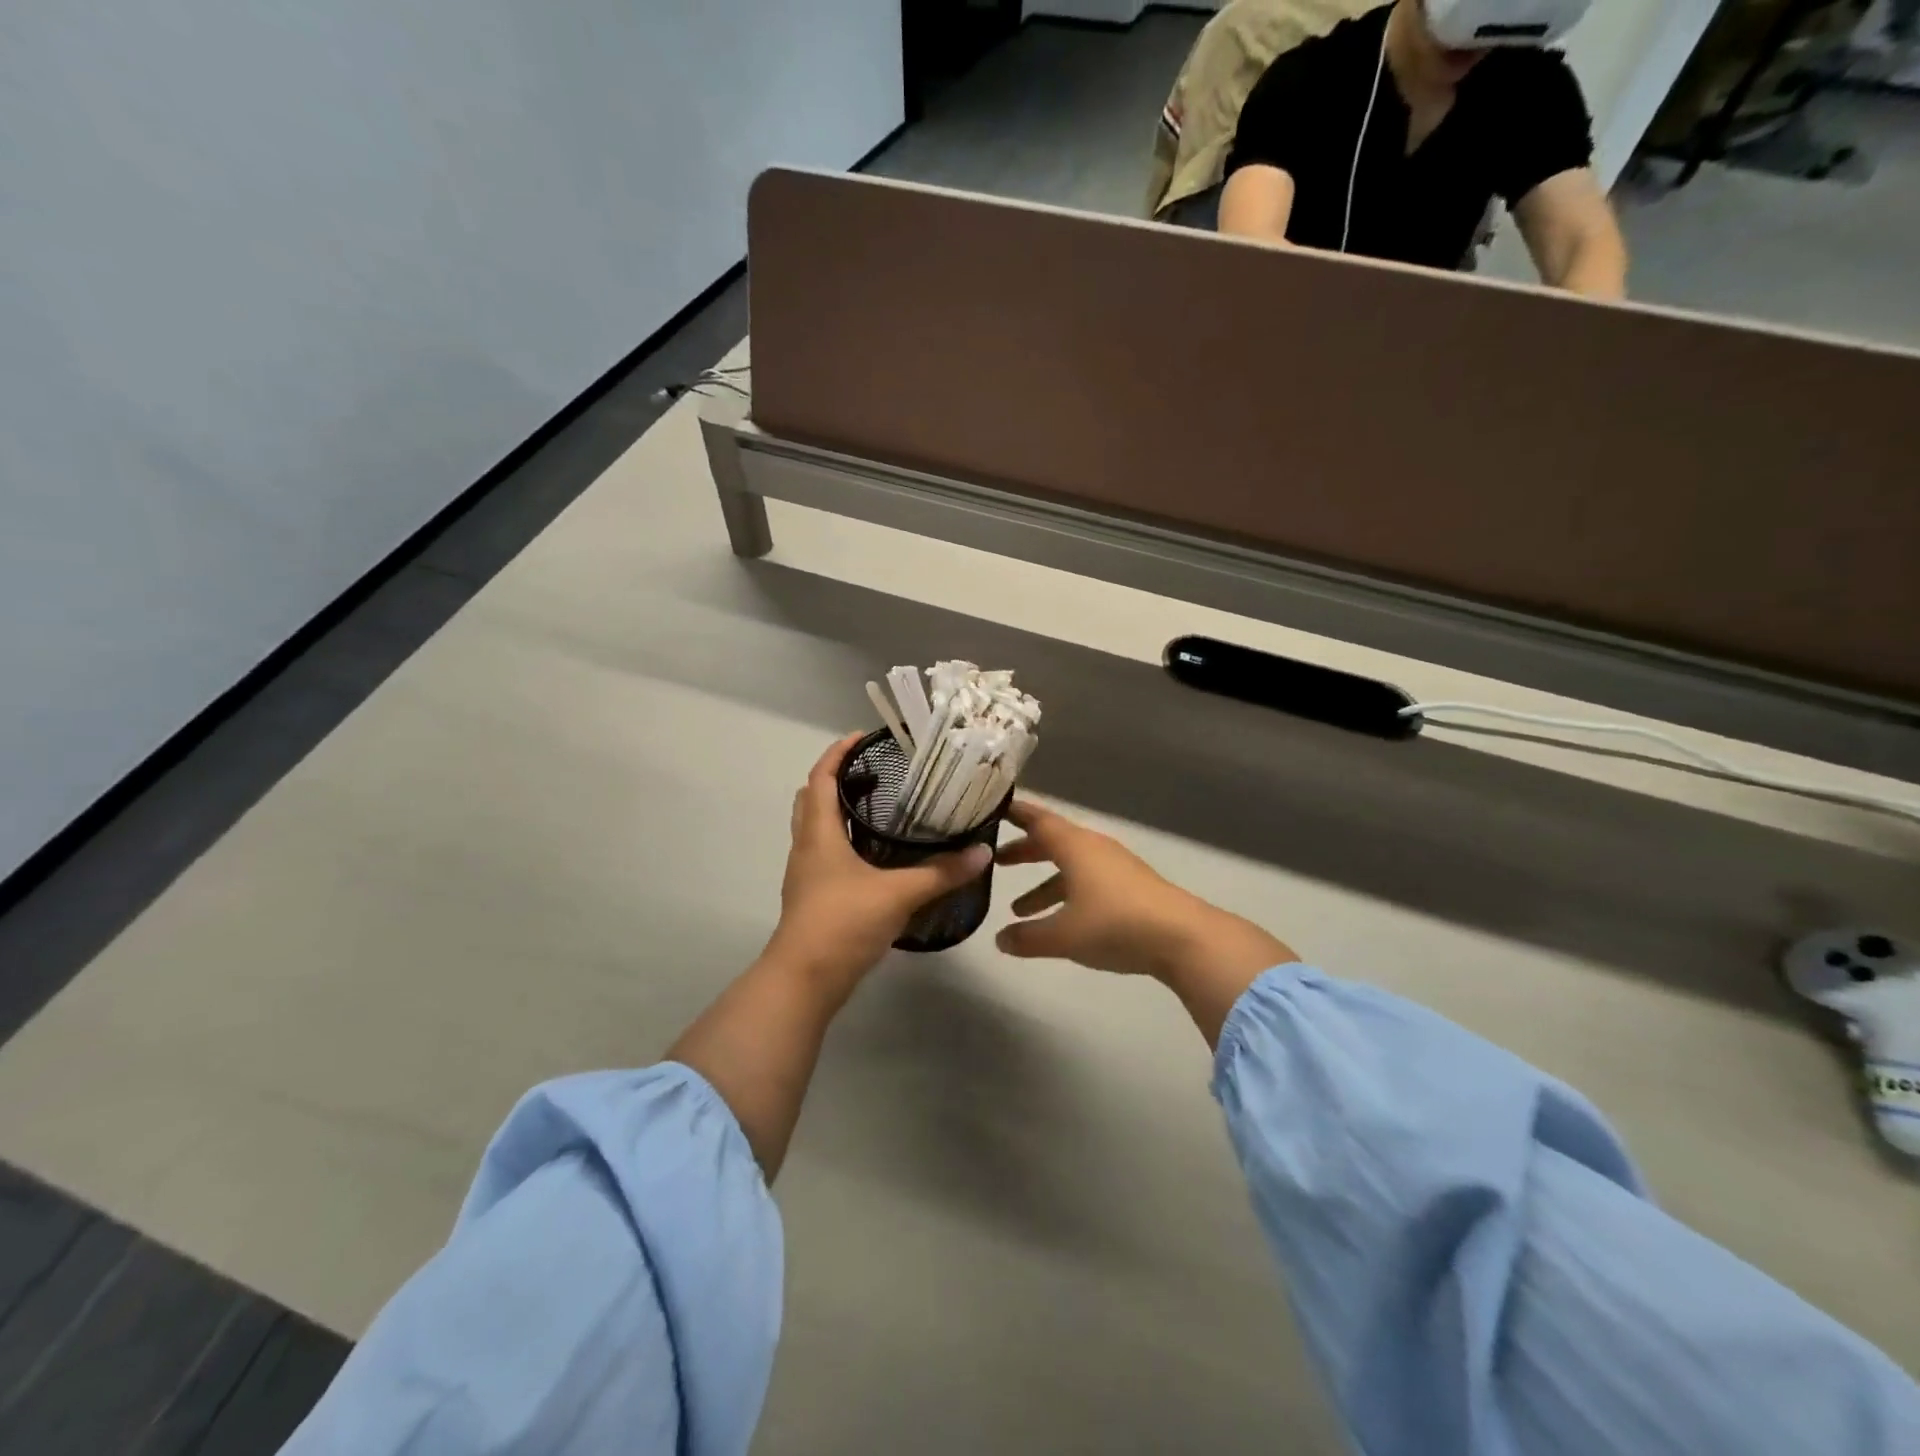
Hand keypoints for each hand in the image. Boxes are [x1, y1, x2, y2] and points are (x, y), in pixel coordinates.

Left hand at [765, 734, 991, 996]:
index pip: (820, 778)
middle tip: (874, 772)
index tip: (862, 737)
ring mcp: (807, 875)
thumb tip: (981, 852)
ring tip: (879, 807)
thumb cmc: (842, 922)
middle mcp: (806, 847)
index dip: (837, 753)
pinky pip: (826, 855)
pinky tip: (876, 855)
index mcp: (818, 834)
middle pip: (812, 799)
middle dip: (836, 779)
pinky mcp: (813, 897)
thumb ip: (941, 872)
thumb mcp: (898, 893)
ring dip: (839, 811)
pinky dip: (844, 841)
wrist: (804, 980)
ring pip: (817, 829)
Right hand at [994, 800, 1295, 1043]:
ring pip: (1070, 868)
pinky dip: (1066, 896)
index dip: (1016, 815)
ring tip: (1018, 909)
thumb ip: (1028, 937)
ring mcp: (1115, 868)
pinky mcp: (1130, 888)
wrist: (1182, 937)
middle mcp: (1093, 849)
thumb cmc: (1115, 923)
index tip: (993, 810)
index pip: (1038, 820)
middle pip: (1053, 843)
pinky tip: (1059, 924)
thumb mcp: (1063, 935)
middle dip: (1025, 852)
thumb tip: (1000, 940)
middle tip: (997, 861)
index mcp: (1075, 847)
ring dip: (1044, 884)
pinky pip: (1087, 883)